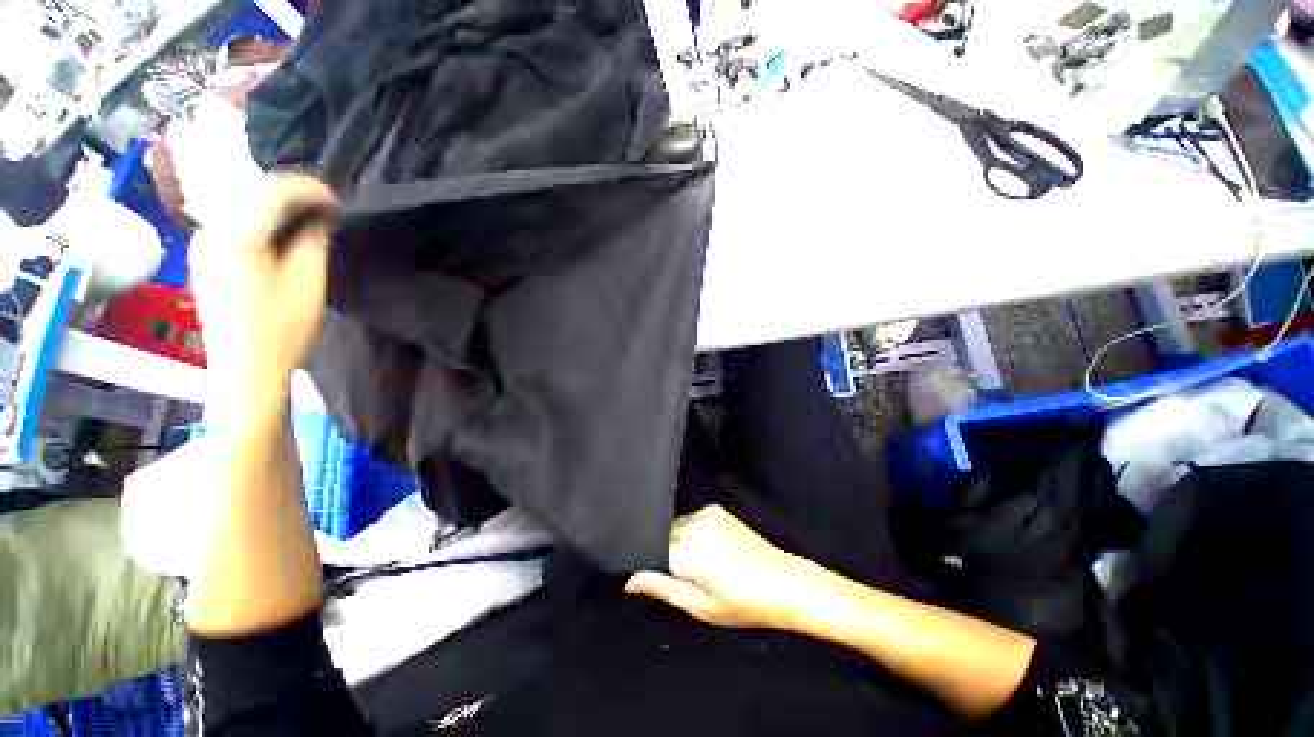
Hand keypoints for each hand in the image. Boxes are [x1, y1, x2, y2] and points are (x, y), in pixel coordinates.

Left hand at [191, 175, 336, 401]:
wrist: (245, 370)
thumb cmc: (282, 329)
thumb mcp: (308, 282)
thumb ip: (312, 242)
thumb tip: (317, 220)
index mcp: (235, 235)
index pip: (273, 190)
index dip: (310, 190)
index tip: (338, 203)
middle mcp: (210, 231)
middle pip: (253, 194)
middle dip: (293, 197)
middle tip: (327, 212)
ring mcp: (203, 246)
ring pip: (242, 208)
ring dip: (278, 210)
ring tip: (310, 224)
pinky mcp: (205, 261)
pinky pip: (234, 226)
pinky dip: (262, 224)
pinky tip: (283, 238)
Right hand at [626, 504, 818, 629]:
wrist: (782, 582)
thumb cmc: (743, 603)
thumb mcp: (701, 606)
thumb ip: (663, 588)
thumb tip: (631, 580)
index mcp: (693, 553)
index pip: (654, 550)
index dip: (655, 565)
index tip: (665, 578)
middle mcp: (697, 526)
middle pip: (664, 535)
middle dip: (668, 553)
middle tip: (689, 576)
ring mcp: (708, 514)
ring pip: (676, 526)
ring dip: (679, 542)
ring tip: (701, 564)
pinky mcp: (716, 509)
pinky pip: (690, 519)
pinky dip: (691, 532)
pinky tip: (709, 549)